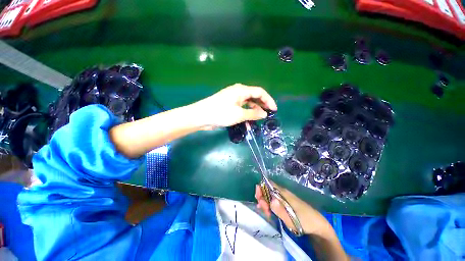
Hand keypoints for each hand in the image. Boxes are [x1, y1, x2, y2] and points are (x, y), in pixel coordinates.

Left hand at [194, 84, 277, 129]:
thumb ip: (253, 114)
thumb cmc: (221, 113)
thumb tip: (264, 114)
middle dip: (262, 105)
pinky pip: (241, 107)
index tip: (274, 110)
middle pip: (254, 96)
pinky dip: (246, 113)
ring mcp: (232, 98)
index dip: (268, 100)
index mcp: (241, 90)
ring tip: (259, 118)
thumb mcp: (239, 115)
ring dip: (254, 110)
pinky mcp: (229, 105)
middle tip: (268, 114)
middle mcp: (238, 92)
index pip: (259, 92)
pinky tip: (249, 120)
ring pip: (248, 102)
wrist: (201, 116)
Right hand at [255, 184, 331, 235]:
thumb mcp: (291, 219)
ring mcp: (283, 198)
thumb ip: (280, 210)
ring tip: (266, 213)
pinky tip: (269, 213)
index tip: (259, 199)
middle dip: (262, 197)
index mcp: (283, 193)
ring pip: (269, 196)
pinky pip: (273, 201)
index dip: (261, 188)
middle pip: (267, 190)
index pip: (268, 184)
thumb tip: (270, 200)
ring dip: (264, 203)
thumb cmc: (304, 221)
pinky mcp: (284, 204)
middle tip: (262, 209)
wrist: (317, 225)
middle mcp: (282, 193)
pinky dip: (268, 206)